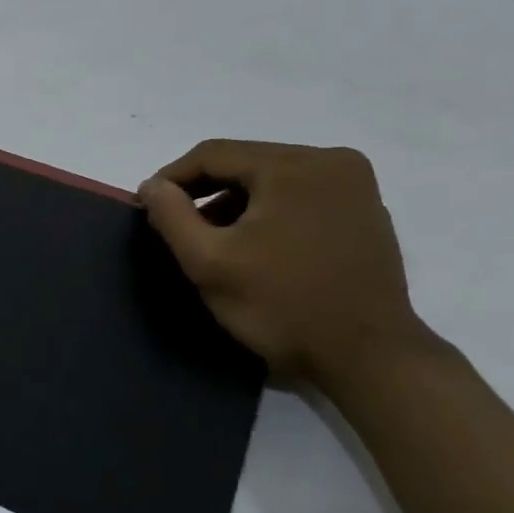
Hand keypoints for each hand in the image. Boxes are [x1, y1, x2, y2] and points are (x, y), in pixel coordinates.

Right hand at [138, 140, 432, 384]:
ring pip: (273, 179)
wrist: (367, 357)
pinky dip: (269, 211)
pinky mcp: (365, 211)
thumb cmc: (281, 305)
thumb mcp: (208, 262)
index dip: (172, 178)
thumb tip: (152, 185)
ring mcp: (355, 186)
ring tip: (211, 238)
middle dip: (205, 191)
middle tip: (176, 225)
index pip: (213, 154)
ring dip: (235, 202)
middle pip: (245, 162)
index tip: (146, 207)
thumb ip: (171, 216)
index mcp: (294, 165)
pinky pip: (301, 195)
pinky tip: (254, 244)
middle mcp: (332, 161)